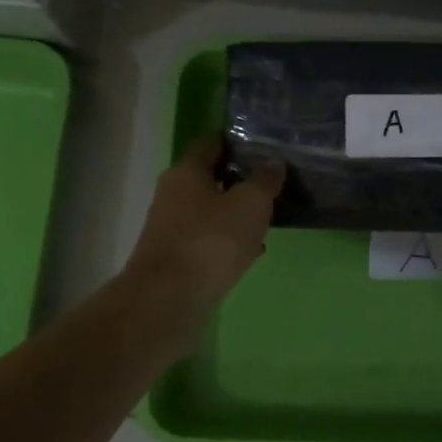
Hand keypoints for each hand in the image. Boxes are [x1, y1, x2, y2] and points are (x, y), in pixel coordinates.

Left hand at [123, 134, 284, 313]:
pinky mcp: (176, 258)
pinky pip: (208, 240)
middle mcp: (173, 195)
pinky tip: (252, 250)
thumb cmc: (211, 241)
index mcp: (186, 172)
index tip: (263, 143)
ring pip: (210, 211)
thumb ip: (265, 180)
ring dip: (236, 212)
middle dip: (239, 178)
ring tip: (268, 216)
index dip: (236, 140)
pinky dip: (229, 240)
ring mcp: (172, 228)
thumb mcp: (250, 204)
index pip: (211, 143)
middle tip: (272, 180)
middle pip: (210, 178)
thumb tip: (273, 162)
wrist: (168, 300)